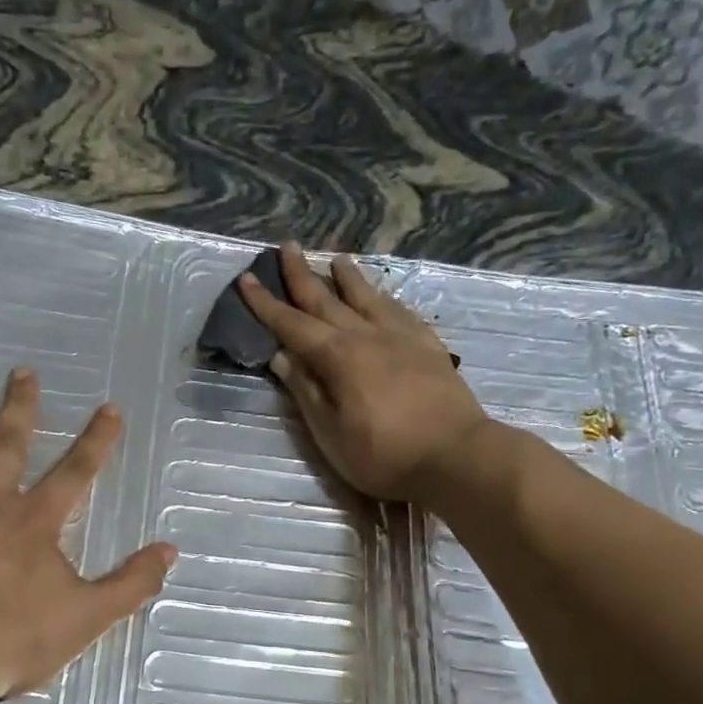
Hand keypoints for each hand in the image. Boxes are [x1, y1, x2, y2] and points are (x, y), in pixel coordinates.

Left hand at [0, 370, 175, 703]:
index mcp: (35, 521)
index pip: (76, 471)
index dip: (97, 439)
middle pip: (8, 444)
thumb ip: (131, 583)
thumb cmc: (15, 642)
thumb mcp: (87, 618)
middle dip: (20, 407)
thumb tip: (169, 551)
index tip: (109, 408)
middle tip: (23, 372)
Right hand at [240, 244, 500, 505]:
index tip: (246, 280)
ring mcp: (401, 337)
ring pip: (367, 298)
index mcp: (338, 357)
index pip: (292, 325)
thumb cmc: (383, 454)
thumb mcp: (330, 432)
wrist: (455, 455)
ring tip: (336, 259)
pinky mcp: (428, 346)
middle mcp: (367, 335)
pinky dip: (384, 298)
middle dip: (303, 275)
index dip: (266, 304)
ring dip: (348, 278)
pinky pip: (399, 311)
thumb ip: (306, 391)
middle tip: (287, 247)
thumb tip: (282, 357)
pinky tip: (382, 296)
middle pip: (327, 300)